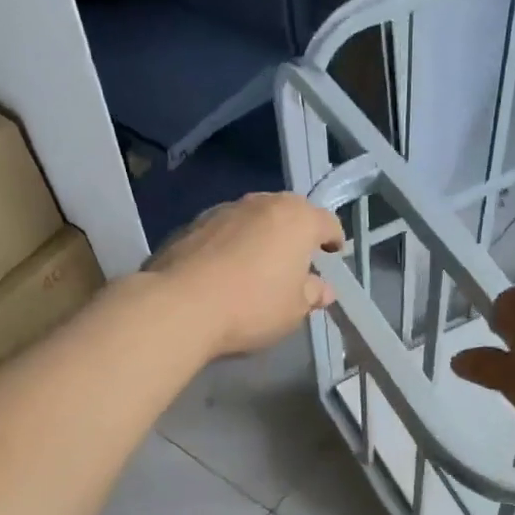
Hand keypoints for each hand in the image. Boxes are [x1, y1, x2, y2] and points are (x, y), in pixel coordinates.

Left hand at [148, 193, 344, 358]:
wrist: (181, 305)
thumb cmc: (252, 306)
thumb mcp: (294, 310)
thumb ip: (312, 294)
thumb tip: (323, 289)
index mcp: (297, 219)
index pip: (327, 222)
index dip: (334, 239)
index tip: (334, 254)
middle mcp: (263, 203)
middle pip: (290, 212)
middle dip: (297, 231)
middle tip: (298, 258)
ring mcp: (225, 209)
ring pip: (255, 217)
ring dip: (263, 235)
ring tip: (260, 263)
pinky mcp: (193, 223)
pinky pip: (226, 230)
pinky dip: (233, 242)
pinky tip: (227, 268)